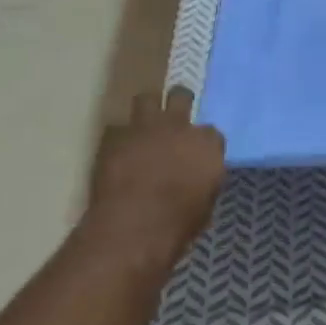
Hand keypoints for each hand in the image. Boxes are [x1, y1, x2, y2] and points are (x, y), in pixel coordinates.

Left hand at [76, 87, 224, 272]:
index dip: (202, 142)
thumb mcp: (205, 205)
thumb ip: (203, 179)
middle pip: (181, 96)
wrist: (132, 228)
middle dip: (178, 103)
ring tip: (144, 125)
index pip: (211, 133)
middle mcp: (179, 126)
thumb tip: (196, 177)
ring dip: (147, 110)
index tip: (197, 154)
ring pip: (147, 99)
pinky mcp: (114, 137)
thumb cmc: (177, 224)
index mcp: (207, 144)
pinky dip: (119, 139)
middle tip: (173, 119)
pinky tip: (118, 152)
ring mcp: (145, 127)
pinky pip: (117, 128)